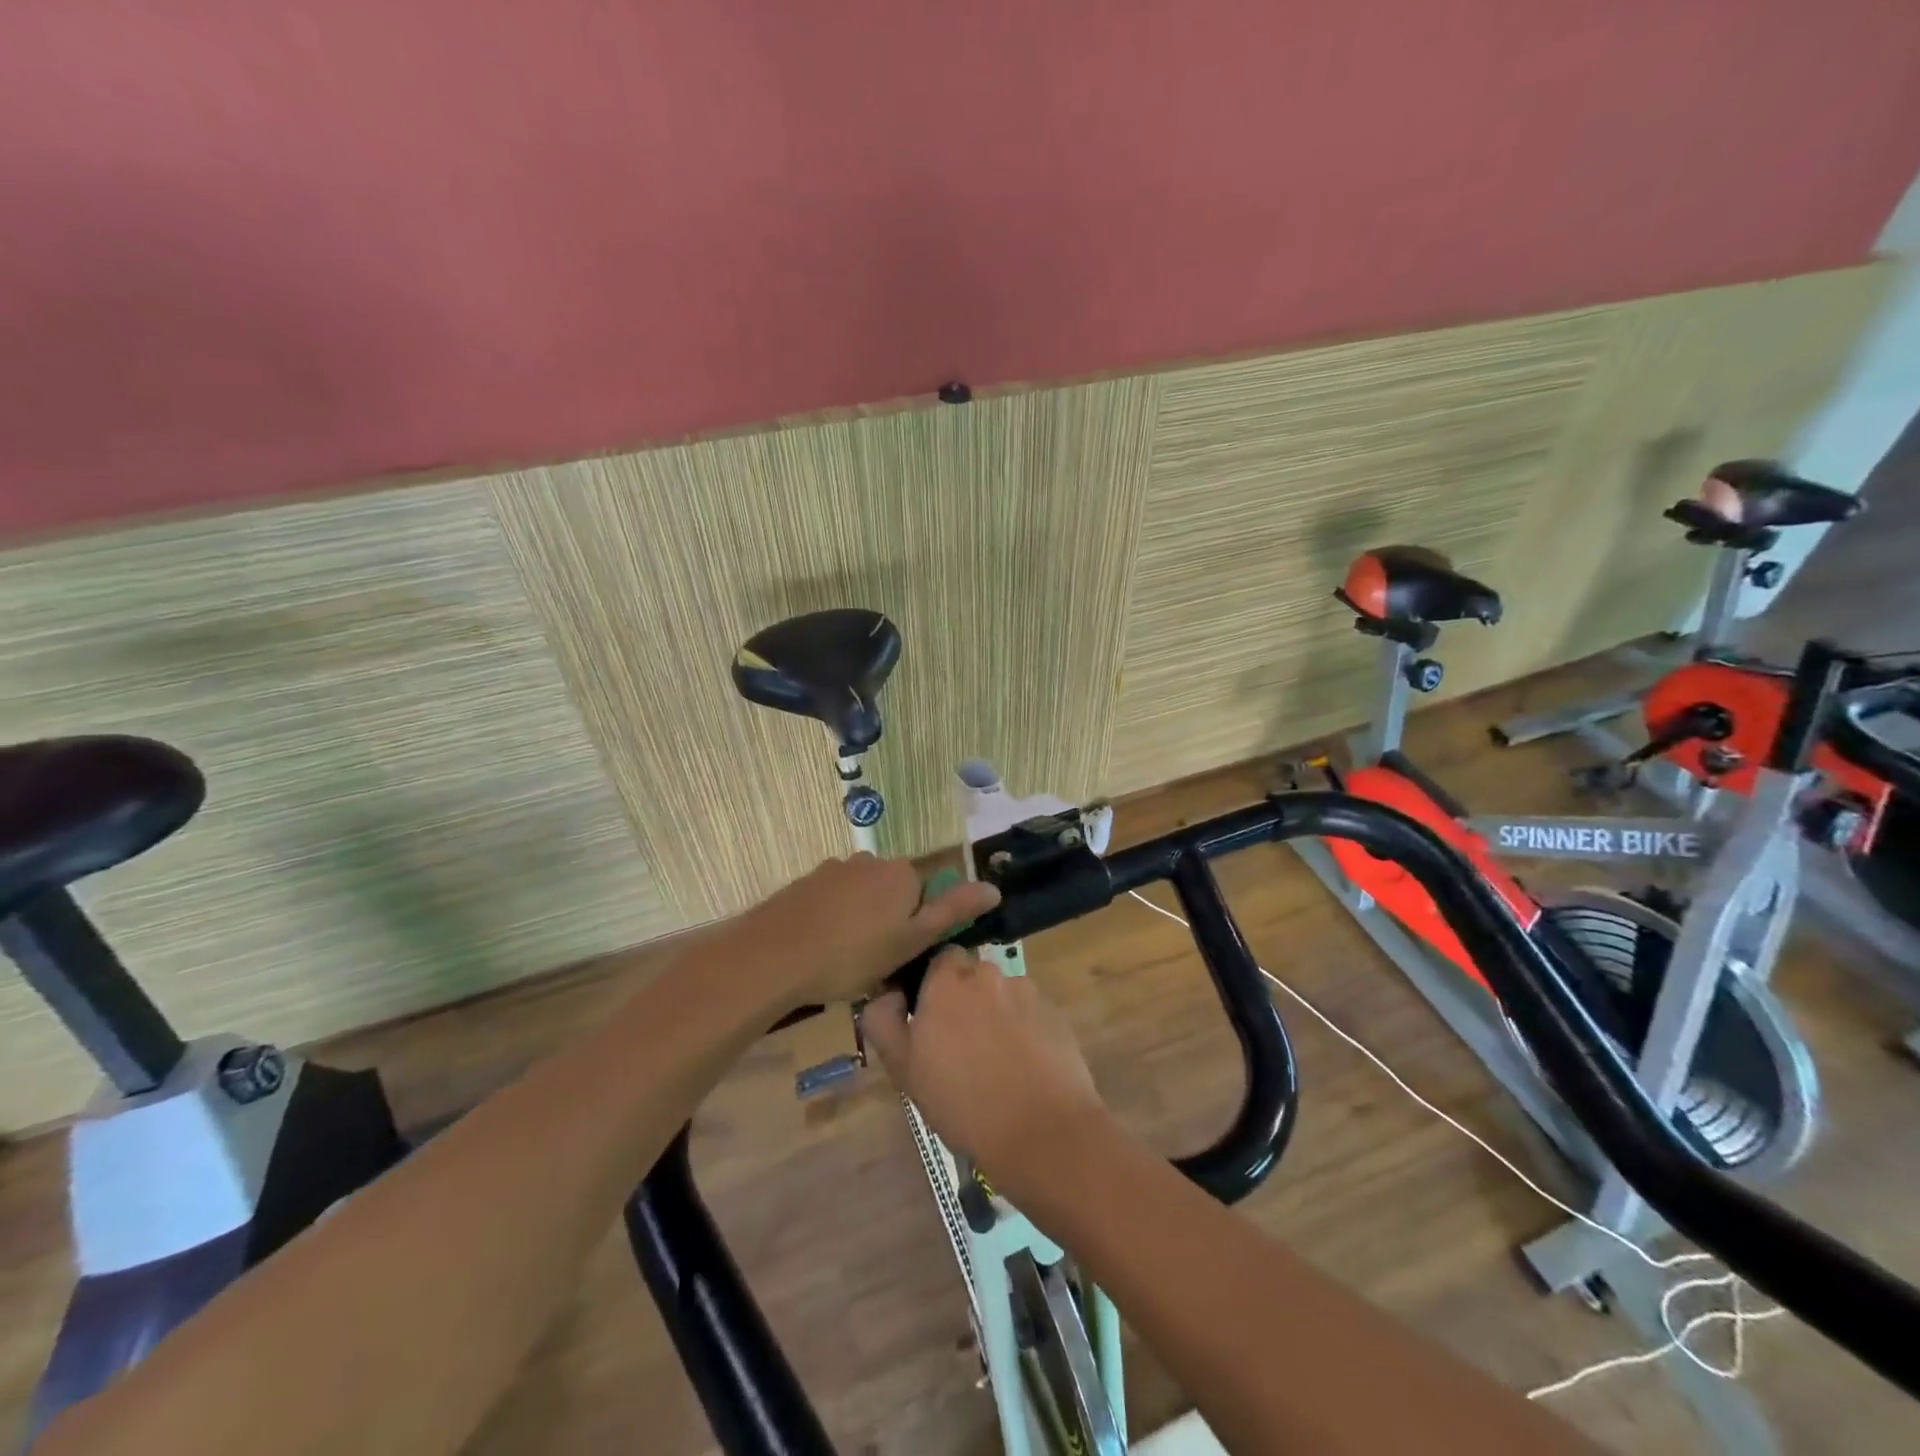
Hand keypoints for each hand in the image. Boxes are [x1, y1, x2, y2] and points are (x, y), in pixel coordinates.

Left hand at [724, 854, 998, 1009]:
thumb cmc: (851, 955)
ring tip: (845, 962)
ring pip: (863, 897)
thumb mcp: (910, 941)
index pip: (928, 892)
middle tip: (877, 964)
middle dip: (891, 923)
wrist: (772, 957)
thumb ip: (952, 912)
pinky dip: (835, 920)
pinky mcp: (806, 883)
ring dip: (862, 922)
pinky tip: (821, 949)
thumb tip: (994, 887)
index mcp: (901, 873)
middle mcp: (870, 861)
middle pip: (895, 893)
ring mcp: (834, 869)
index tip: (905, 955)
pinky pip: (834, 901)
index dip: (920, 926)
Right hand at [861, 949, 1111, 1190]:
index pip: (937, 960)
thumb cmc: (963, 1103)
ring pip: (1001, 994)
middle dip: (965, 999)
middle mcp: (987, 973)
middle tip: (960, 1045)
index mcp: (947, 981)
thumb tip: (887, 995)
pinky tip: (1023, 1067)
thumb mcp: (904, 1069)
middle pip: (971, 975)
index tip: (929, 1021)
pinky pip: (1029, 1013)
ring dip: (995, 1014)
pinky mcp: (1054, 1013)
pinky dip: (1023, 1030)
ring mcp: (1026, 990)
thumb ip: (884, 1022)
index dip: (932, 987)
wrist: (1043, 1132)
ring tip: (996, 1061)